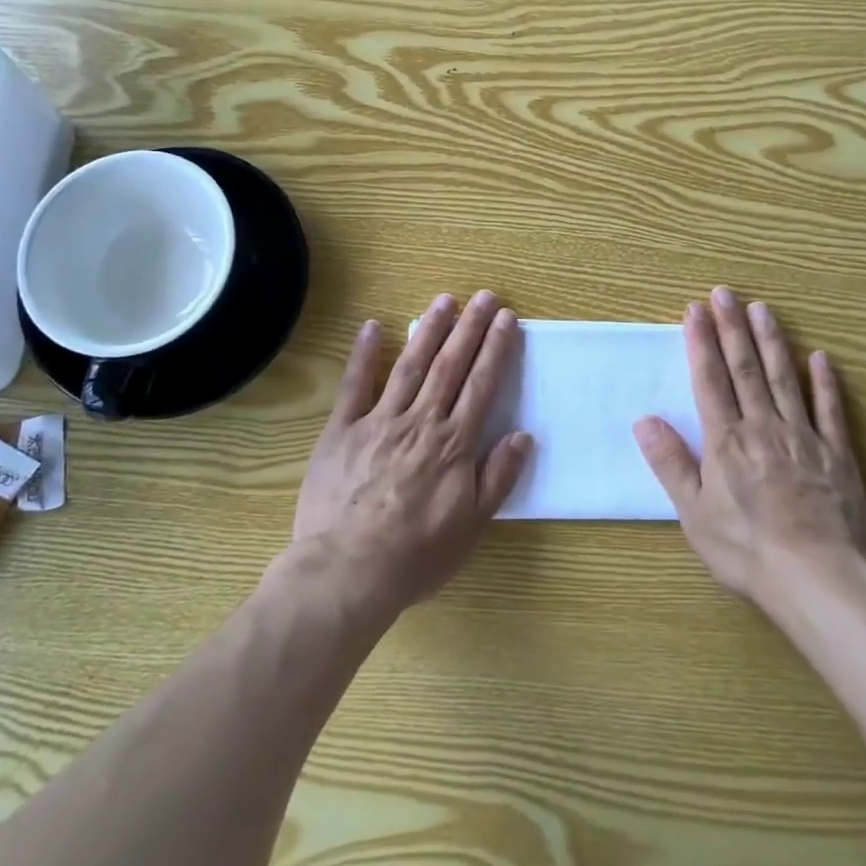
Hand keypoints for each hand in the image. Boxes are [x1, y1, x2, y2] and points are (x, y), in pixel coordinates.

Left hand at [292, 290, 530, 619]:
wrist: (348, 570)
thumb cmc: (416, 555)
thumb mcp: (471, 526)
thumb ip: (498, 477)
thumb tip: (523, 435)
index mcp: (453, 444)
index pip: (481, 385)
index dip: (496, 349)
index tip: (507, 319)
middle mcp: (420, 422)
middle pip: (450, 365)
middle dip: (470, 327)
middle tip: (485, 295)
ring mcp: (379, 421)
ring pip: (410, 365)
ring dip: (429, 329)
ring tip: (445, 300)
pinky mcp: (341, 429)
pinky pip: (354, 385)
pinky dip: (364, 353)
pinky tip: (374, 326)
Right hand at [633, 286, 865, 606]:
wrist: (816, 578)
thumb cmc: (745, 549)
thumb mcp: (693, 513)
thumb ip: (670, 463)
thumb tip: (644, 420)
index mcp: (726, 440)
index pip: (710, 379)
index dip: (701, 342)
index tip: (695, 309)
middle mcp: (763, 428)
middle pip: (745, 368)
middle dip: (732, 328)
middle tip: (725, 292)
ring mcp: (804, 438)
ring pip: (784, 379)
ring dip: (772, 341)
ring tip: (763, 309)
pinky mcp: (837, 456)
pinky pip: (830, 411)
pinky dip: (825, 383)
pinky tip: (819, 357)